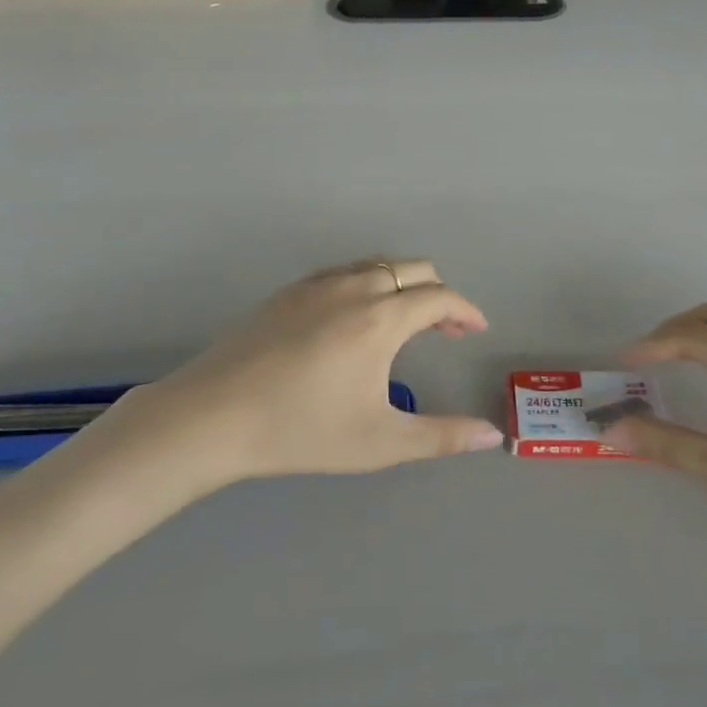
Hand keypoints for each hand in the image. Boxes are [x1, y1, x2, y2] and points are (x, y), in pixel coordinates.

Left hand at [65, 260, 504, 493]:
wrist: (213, 415)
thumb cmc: (302, 429)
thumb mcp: (380, 442)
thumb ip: (442, 436)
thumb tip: (494, 435)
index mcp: (381, 317)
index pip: (439, 298)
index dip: (465, 311)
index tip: (476, 330)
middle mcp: (354, 287)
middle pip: (413, 269)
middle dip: (439, 293)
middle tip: (447, 330)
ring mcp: (317, 284)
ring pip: (377, 265)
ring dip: (404, 284)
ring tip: (406, 322)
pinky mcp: (289, 292)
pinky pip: (344, 271)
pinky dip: (369, 282)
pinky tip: (356, 318)